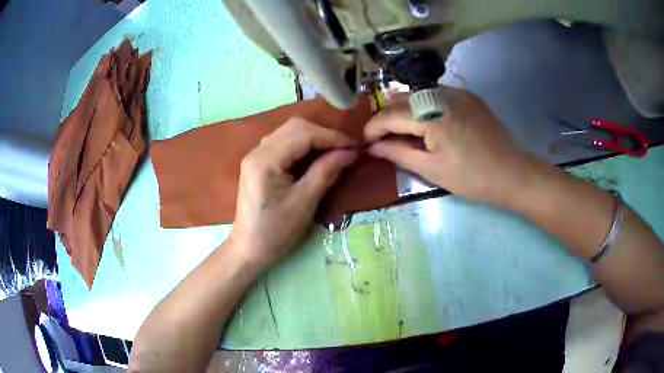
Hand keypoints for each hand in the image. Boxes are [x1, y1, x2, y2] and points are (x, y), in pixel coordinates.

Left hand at [229, 118, 357, 268]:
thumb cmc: (275, 231)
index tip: (354, 147)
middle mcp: (257, 151)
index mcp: (265, 160)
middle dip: (323, 134)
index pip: (303, 134)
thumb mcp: (304, 203)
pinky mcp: (258, 163)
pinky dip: (303, 146)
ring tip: (334, 152)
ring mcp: (255, 156)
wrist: (248, 249)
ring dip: (314, 138)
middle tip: (345, 150)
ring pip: (289, 132)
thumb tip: (350, 152)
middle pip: (295, 127)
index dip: (332, 137)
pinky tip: (315, 157)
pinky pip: (283, 143)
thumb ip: (326, 172)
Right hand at [365, 87, 532, 205]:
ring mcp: (457, 92)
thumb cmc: (471, 177)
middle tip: (380, 137)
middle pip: (402, 100)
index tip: (364, 140)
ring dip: (405, 110)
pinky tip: (426, 122)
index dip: (373, 127)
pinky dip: (424, 106)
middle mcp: (442, 94)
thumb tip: (372, 147)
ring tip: (400, 130)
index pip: (390, 114)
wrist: (512, 173)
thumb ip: (398, 153)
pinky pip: (437, 95)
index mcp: (432, 114)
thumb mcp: (431, 169)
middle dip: (387, 117)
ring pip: (419, 95)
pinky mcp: (468, 95)